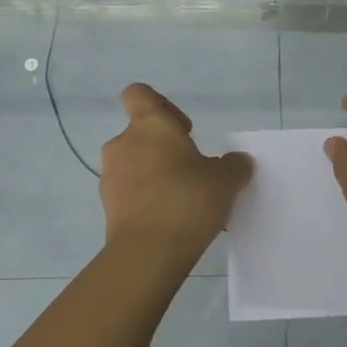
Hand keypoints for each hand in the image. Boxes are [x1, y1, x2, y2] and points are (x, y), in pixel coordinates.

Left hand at [100, 83, 252, 267]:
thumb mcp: (226, 180)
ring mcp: (111, 176)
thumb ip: (234, 165)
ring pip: (135, 164)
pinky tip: (171, 219)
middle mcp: (123, 144)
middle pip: (141, 134)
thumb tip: (237, 160)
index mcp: (150, 126)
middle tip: (193, 171)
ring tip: (183, 199)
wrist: (148, 252)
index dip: (162, 105)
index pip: (139, 94)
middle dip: (165, 149)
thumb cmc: (187, 201)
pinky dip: (147, 198)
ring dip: (156, 174)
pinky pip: (130, 192)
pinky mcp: (108, 206)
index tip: (185, 130)